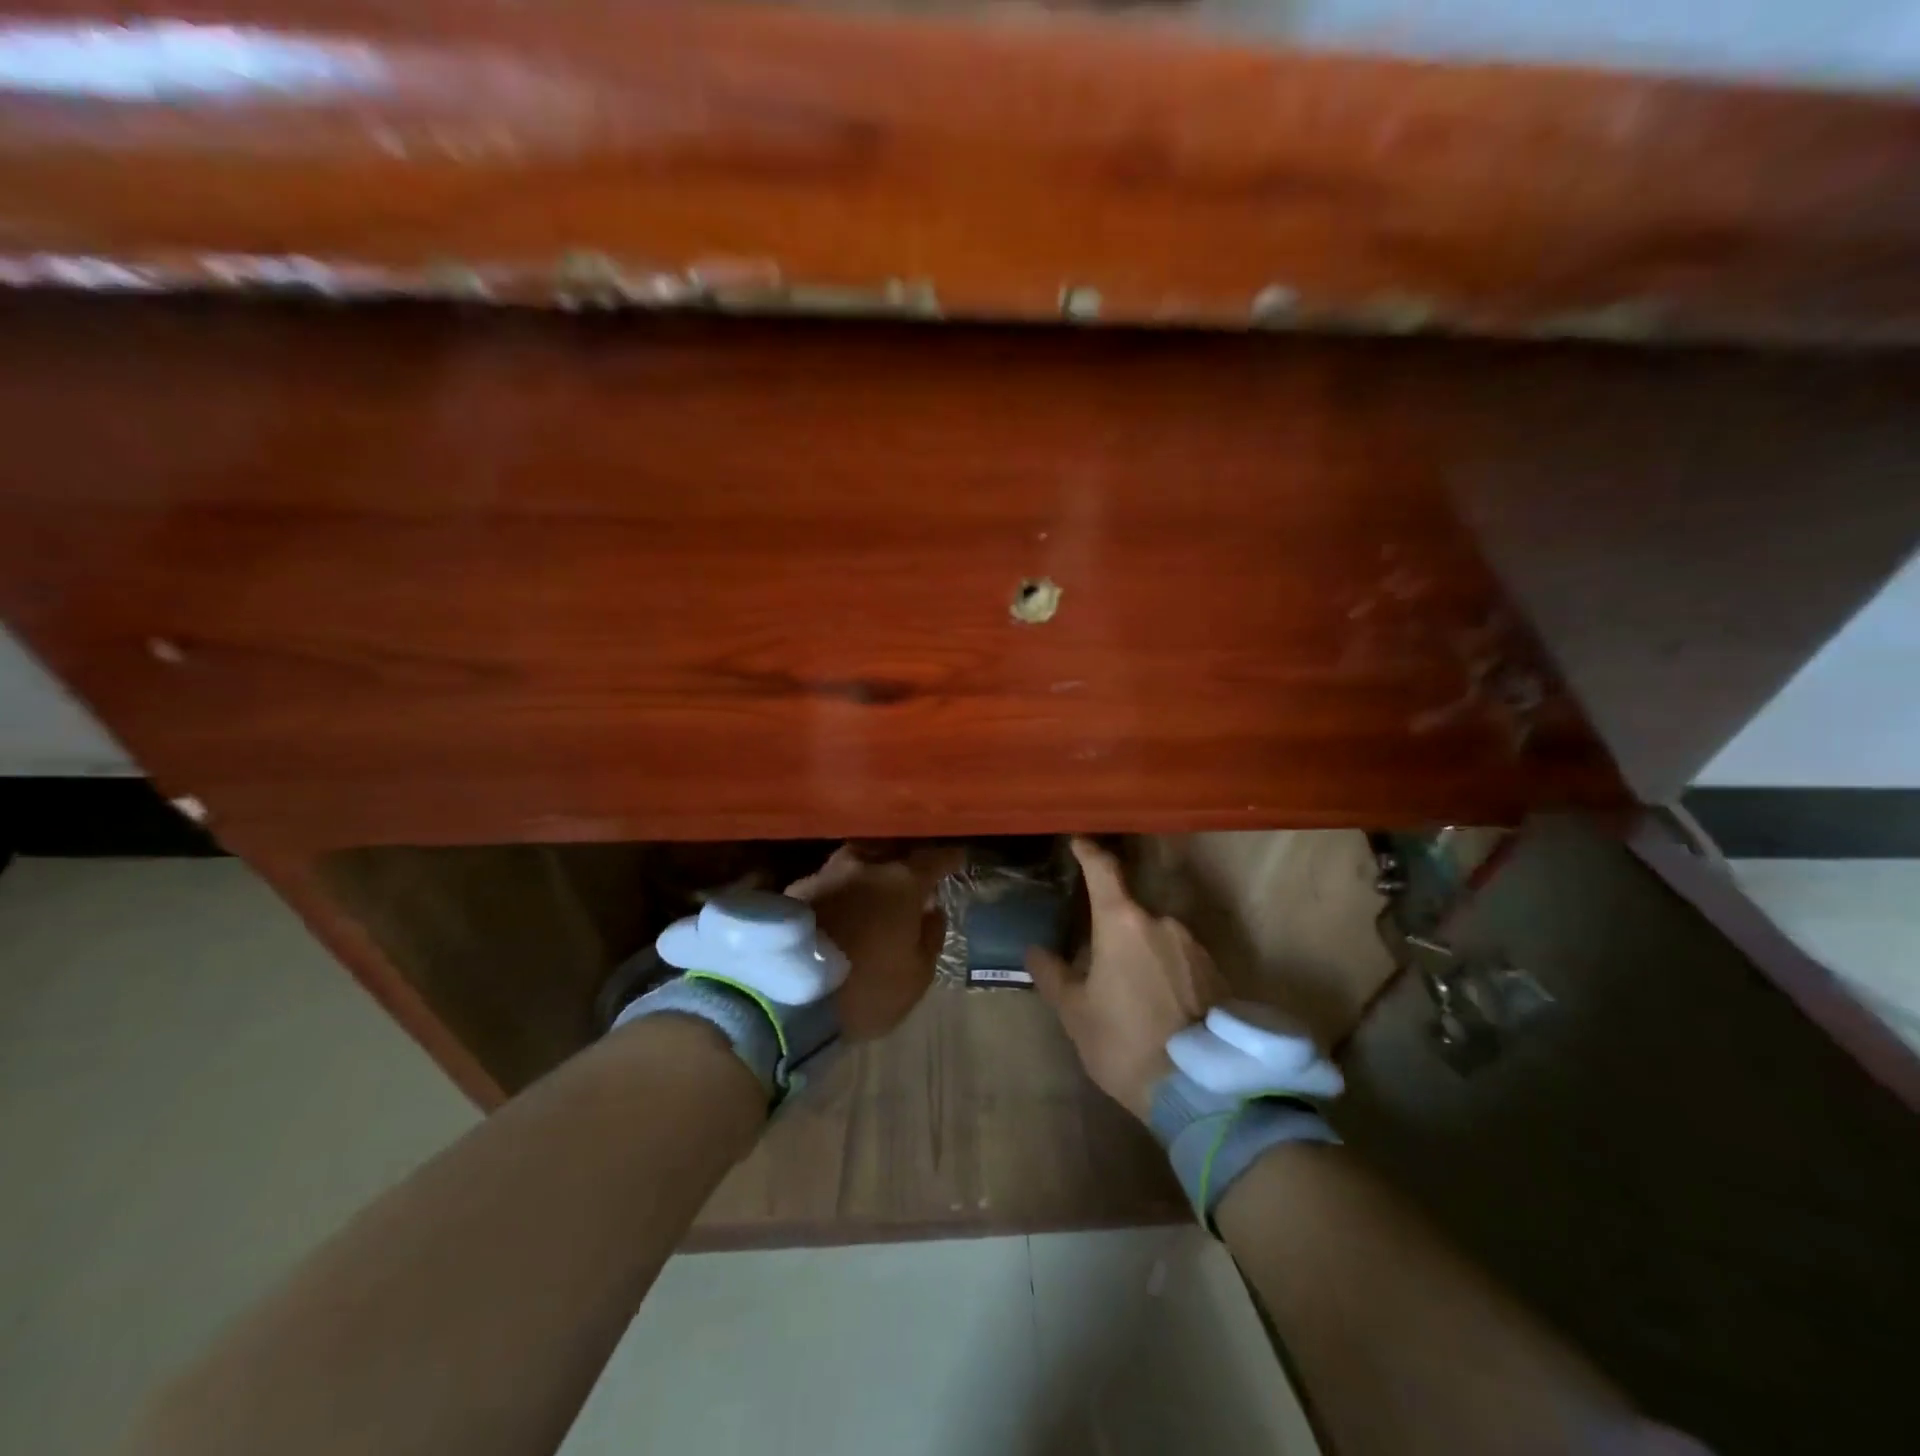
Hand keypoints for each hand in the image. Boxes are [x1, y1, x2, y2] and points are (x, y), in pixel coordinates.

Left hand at [787, 844, 964, 1039]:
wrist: (787, 999)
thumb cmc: (867, 988)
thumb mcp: (917, 975)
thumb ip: (931, 937)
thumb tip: (933, 910)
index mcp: (901, 883)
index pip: (933, 858)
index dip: (948, 858)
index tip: (958, 858)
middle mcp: (863, 867)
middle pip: (889, 849)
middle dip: (904, 856)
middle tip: (912, 870)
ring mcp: (824, 874)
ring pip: (854, 860)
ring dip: (868, 868)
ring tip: (873, 884)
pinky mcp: (793, 892)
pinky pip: (827, 880)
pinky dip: (840, 887)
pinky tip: (840, 902)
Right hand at [1027, 837, 1229, 1120]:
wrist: (1202, 1092)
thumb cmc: (1124, 1043)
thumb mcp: (1076, 1013)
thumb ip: (1052, 975)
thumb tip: (1035, 950)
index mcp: (1123, 922)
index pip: (1103, 870)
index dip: (1089, 852)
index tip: (1078, 841)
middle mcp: (1163, 922)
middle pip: (1131, 911)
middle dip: (1115, 928)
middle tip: (1099, 960)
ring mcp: (1196, 946)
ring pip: (1159, 937)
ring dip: (1143, 953)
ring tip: (1133, 994)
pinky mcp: (1219, 973)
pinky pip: (1183, 960)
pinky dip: (1168, 972)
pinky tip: (1162, 1007)